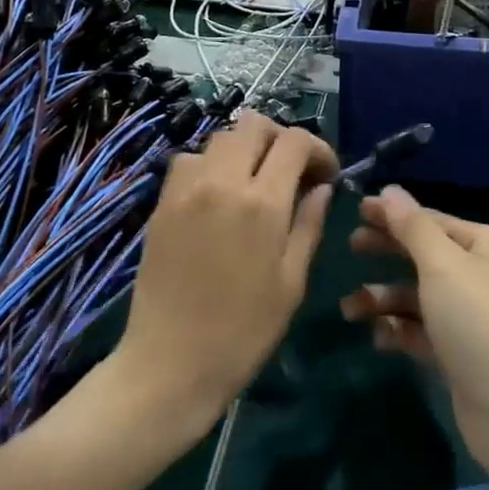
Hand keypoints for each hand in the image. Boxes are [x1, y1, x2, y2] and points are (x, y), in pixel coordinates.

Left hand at [116, 113, 335, 437]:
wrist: (170, 364)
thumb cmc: (243, 331)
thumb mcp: (292, 282)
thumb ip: (309, 224)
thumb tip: (321, 187)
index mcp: (262, 203)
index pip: (294, 142)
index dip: (318, 148)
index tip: (326, 174)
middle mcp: (222, 182)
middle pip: (253, 124)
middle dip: (280, 138)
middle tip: (291, 171)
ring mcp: (186, 189)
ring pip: (220, 138)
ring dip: (244, 149)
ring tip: (255, 182)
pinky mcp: (162, 203)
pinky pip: (190, 161)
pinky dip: (211, 165)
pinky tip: (218, 197)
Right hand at [340, 187, 488, 478]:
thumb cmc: (480, 322)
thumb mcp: (443, 265)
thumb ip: (412, 227)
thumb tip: (391, 190)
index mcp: (487, 244)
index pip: (432, 220)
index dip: (394, 215)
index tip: (356, 212)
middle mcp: (483, 275)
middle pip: (425, 255)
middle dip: (387, 252)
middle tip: (350, 248)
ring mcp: (473, 317)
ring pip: (419, 296)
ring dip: (384, 298)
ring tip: (350, 309)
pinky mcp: (462, 355)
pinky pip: (423, 332)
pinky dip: (400, 331)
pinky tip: (379, 337)